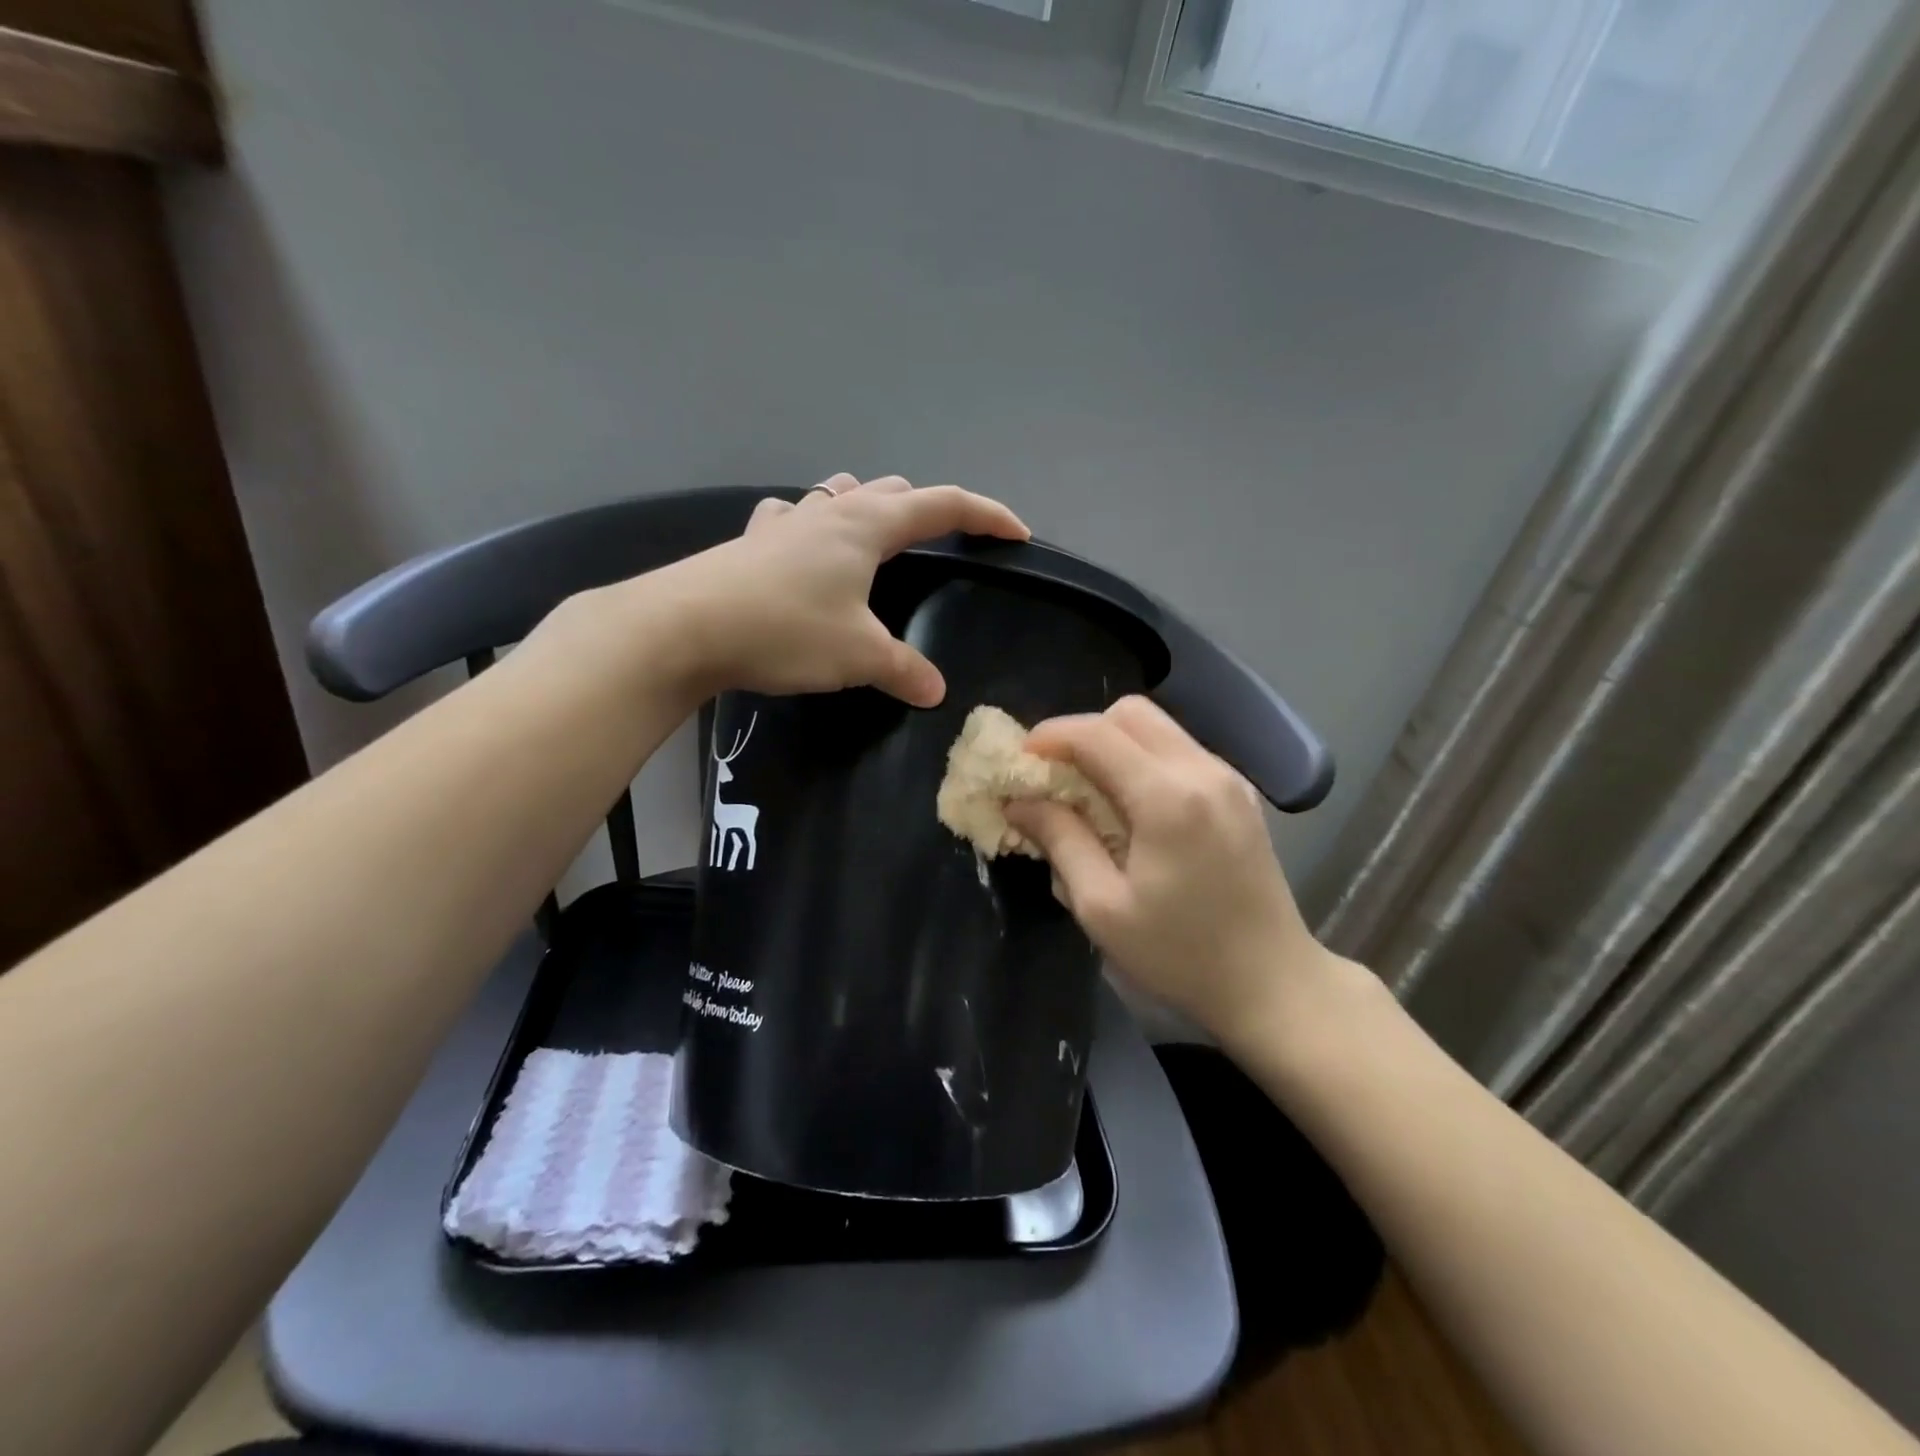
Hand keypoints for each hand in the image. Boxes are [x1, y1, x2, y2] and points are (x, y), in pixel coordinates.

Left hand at [677, 474, 1028, 706]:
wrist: (684, 627)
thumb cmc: (785, 630)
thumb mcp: (857, 656)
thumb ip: (903, 670)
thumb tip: (936, 693)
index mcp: (868, 526)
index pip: (944, 505)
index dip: (986, 516)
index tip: (1017, 533)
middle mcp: (830, 512)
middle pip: (894, 492)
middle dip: (928, 510)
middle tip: (945, 542)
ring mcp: (786, 522)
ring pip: (841, 495)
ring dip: (869, 506)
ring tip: (878, 534)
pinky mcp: (751, 541)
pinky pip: (793, 519)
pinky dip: (812, 526)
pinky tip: (803, 547)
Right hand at [1003, 697, 1331, 1045]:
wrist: (1273, 983)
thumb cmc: (1181, 955)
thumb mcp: (1102, 907)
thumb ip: (1060, 840)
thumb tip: (1020, 801)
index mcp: (1168, 798)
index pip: (1097, 733)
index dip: (1050, 736)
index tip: (1020, 760)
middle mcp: (1203, 771)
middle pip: (1130, 713)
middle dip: (1082, 732)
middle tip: (1054, 774)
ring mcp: (1228, 778)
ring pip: (1157, 727)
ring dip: (1113, 744)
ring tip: (1087, 790)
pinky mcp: (1240, 794)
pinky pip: (1179, 751)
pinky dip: (1142, 759)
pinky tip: (1130, 805)